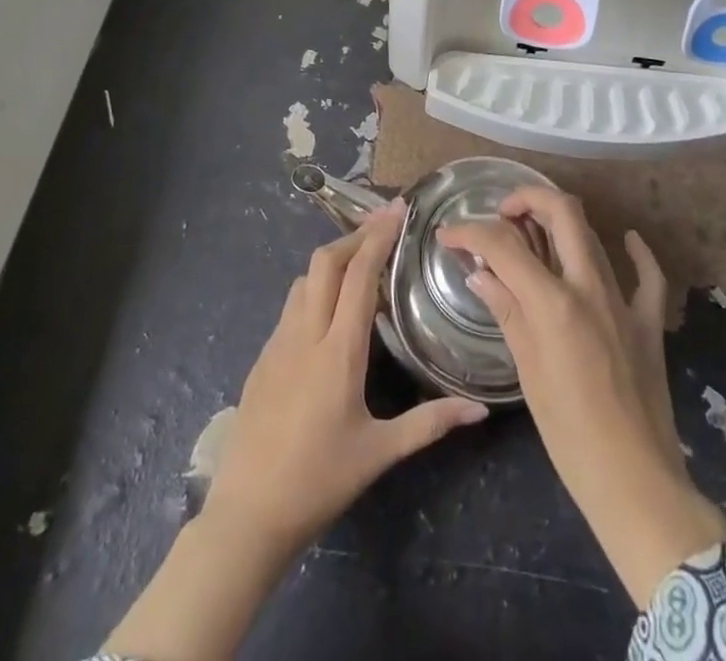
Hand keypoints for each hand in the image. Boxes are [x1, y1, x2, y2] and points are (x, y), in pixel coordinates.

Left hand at [106, 202, 487, 660]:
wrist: (246, 516)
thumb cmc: (318, 481)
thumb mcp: (379, 453)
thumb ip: (429, 423)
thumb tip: (479, 409)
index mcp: (338, 351)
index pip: (359, 275)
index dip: (378, 236)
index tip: (398, 210)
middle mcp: (305, 334)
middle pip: (325, 261)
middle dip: (355, 234)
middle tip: (384, 225)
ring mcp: (278, 343)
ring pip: (304, 278)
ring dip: (333, 259)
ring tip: (362, 260)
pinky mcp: (263, 356)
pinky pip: (291, 304)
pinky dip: (315, 287)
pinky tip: (330, 308)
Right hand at [439, 189, 725, 605]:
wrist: (635, 483)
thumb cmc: (569, 436)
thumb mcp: (527, 371)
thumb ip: (506, 311)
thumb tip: (479, 272)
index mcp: (553, 302)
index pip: (504, 245)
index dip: (470, 231)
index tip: (447, 235)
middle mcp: (589, 287)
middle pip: (561, 212)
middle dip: (527, 199)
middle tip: (502, 215)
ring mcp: (624, 300)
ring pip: (593, 235)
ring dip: (562, 222)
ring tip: (534, 232)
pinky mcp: (648, 320)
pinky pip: (647, 275)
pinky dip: (635, 251)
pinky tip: (625, 239)